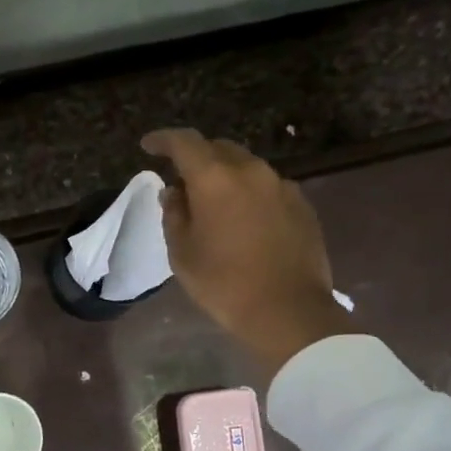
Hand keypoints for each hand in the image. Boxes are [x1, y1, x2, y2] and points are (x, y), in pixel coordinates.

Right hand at [144, 128, 346, 370]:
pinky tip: (243, 221)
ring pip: (246, 167)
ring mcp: (281, 185)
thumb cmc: (224, 284)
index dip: (163, 140)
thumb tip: (174, 192)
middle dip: (196, 159)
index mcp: (215, 179)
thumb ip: (174, 215)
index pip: (185, 143)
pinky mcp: (301, 204)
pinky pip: (267, 187)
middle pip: (219, 149)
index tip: (148, 146)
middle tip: (181, 183)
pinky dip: (249, 194)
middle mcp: (251, 171)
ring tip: (213, 204)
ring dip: (225, 177)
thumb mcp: (182, 254)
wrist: (288, 310)